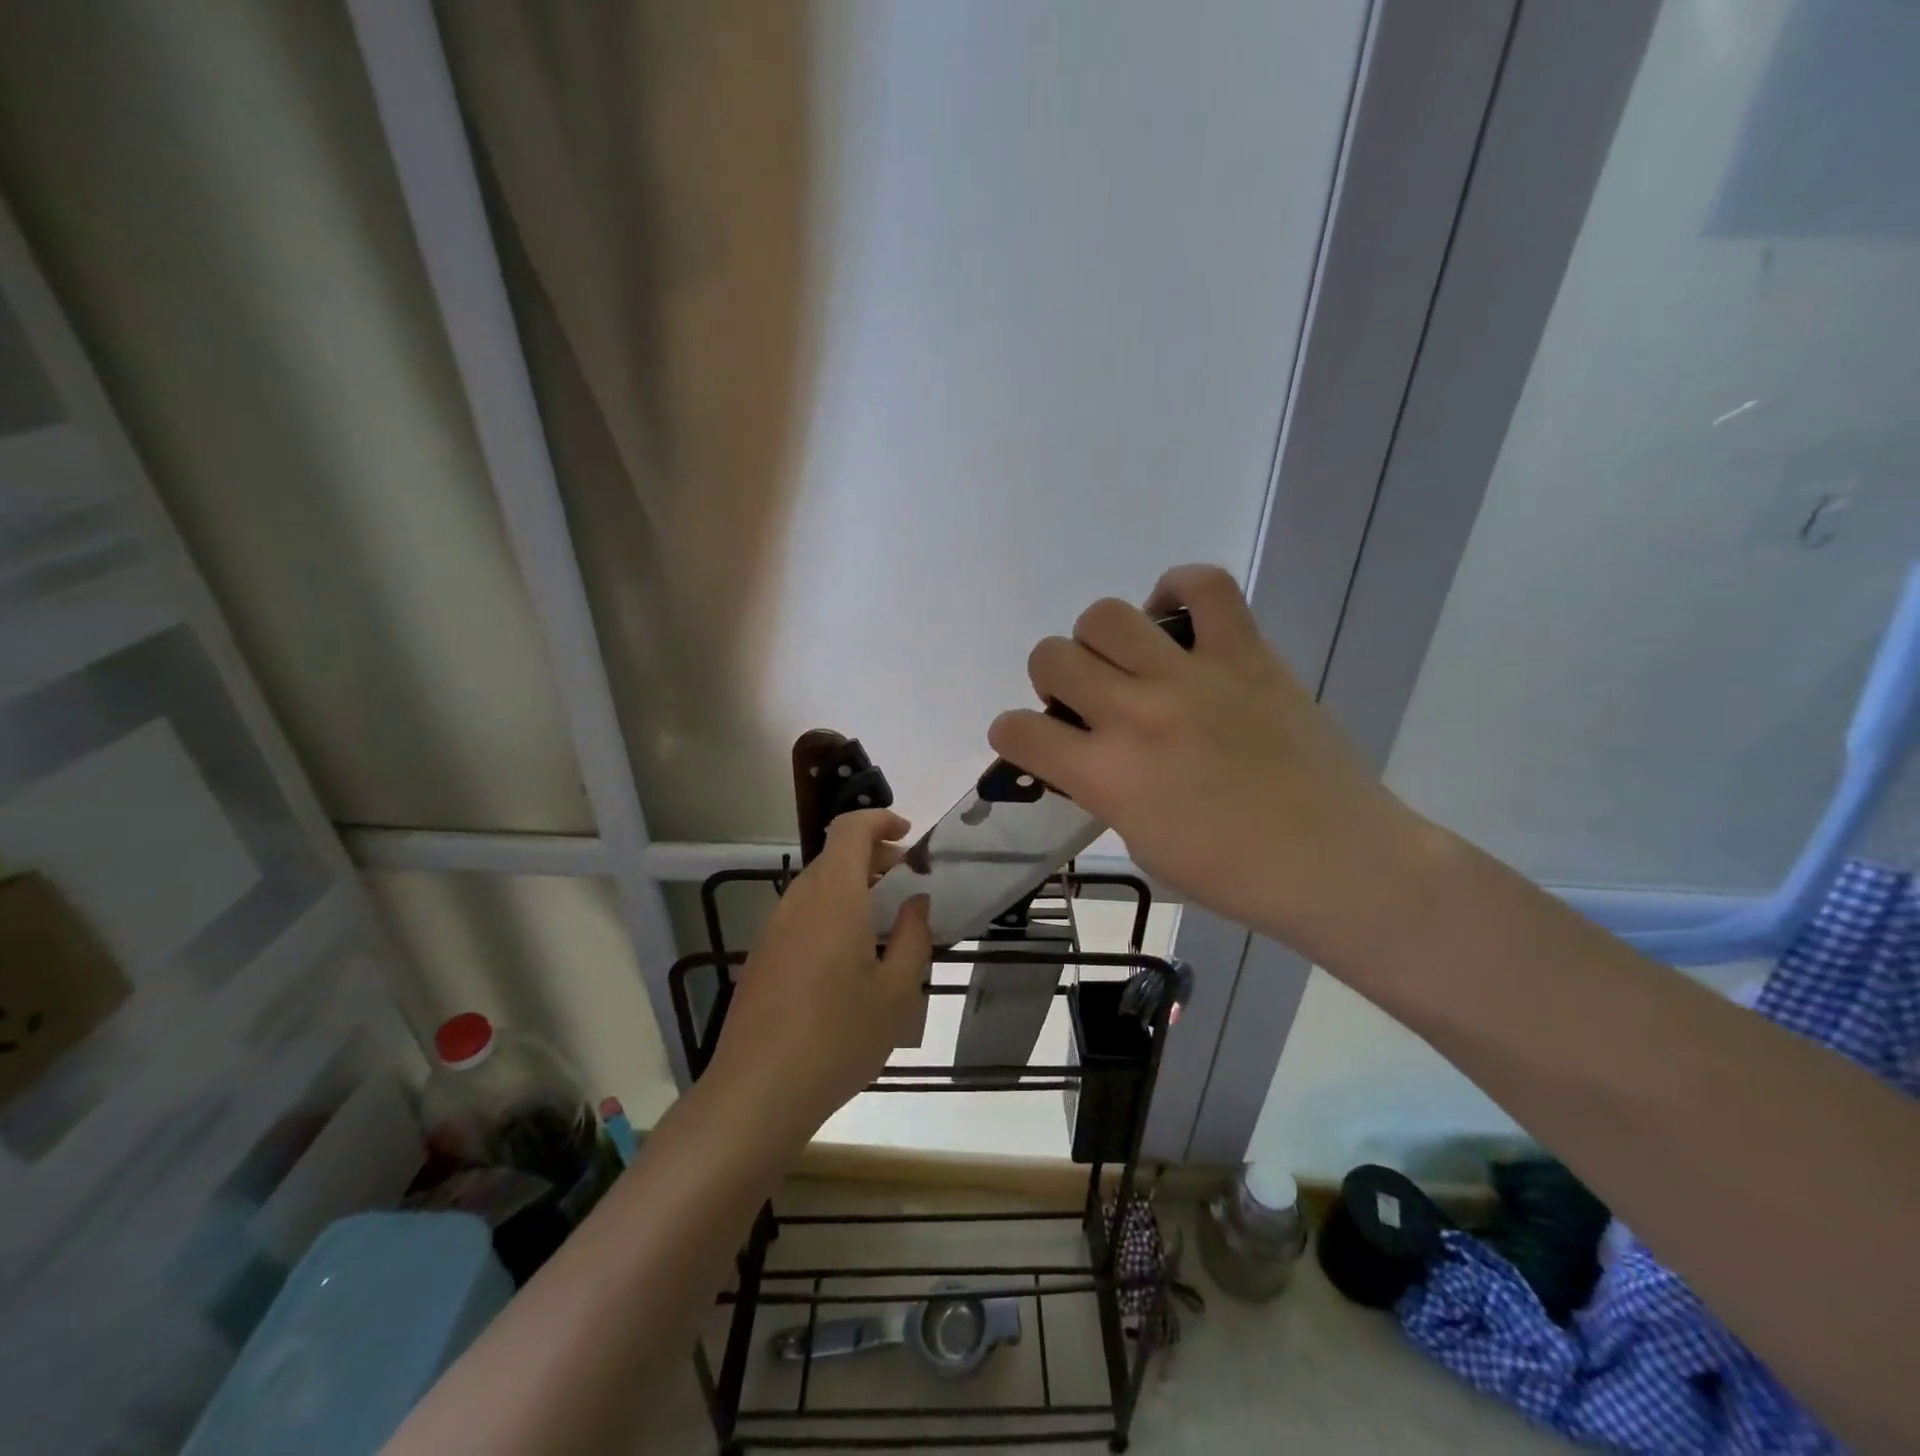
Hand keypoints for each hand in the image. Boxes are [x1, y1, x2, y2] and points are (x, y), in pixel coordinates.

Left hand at [707, 809, 931, 1138]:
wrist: (756, 1094)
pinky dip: (832, 914)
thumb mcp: (896, 993)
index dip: (880, 820)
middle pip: (835, 857)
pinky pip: (802, 916)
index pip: (850, 830)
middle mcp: (798, 902)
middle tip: (908, 888)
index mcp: (834, 897)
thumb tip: (915, 902)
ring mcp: (773, 929)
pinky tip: (849, 961)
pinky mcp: (761, 957)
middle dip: (875, 860)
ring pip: (818, 887)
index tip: (909, 835)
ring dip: (854, 890)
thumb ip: (912, 937)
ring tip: (884, 928)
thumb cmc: (838, 1038)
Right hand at [987, 564, 1435, 965]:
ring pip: (1105, 616)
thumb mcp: (1141, 844)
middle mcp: (1135, 715)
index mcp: (1106, 776)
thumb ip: (1104, 790)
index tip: (1032, 742)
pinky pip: (1205, 587)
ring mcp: (1191, 677)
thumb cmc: (1233, 875)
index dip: (1012, 734)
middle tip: (1087, 701)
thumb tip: (1091, 755)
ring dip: (1100, 640)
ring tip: (1129, 662)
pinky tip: (1176, 619)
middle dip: (1053, 679)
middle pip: (1051, 656)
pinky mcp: (1246, 654)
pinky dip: (1179, 589)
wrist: (1336, 864)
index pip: (1018, 730)